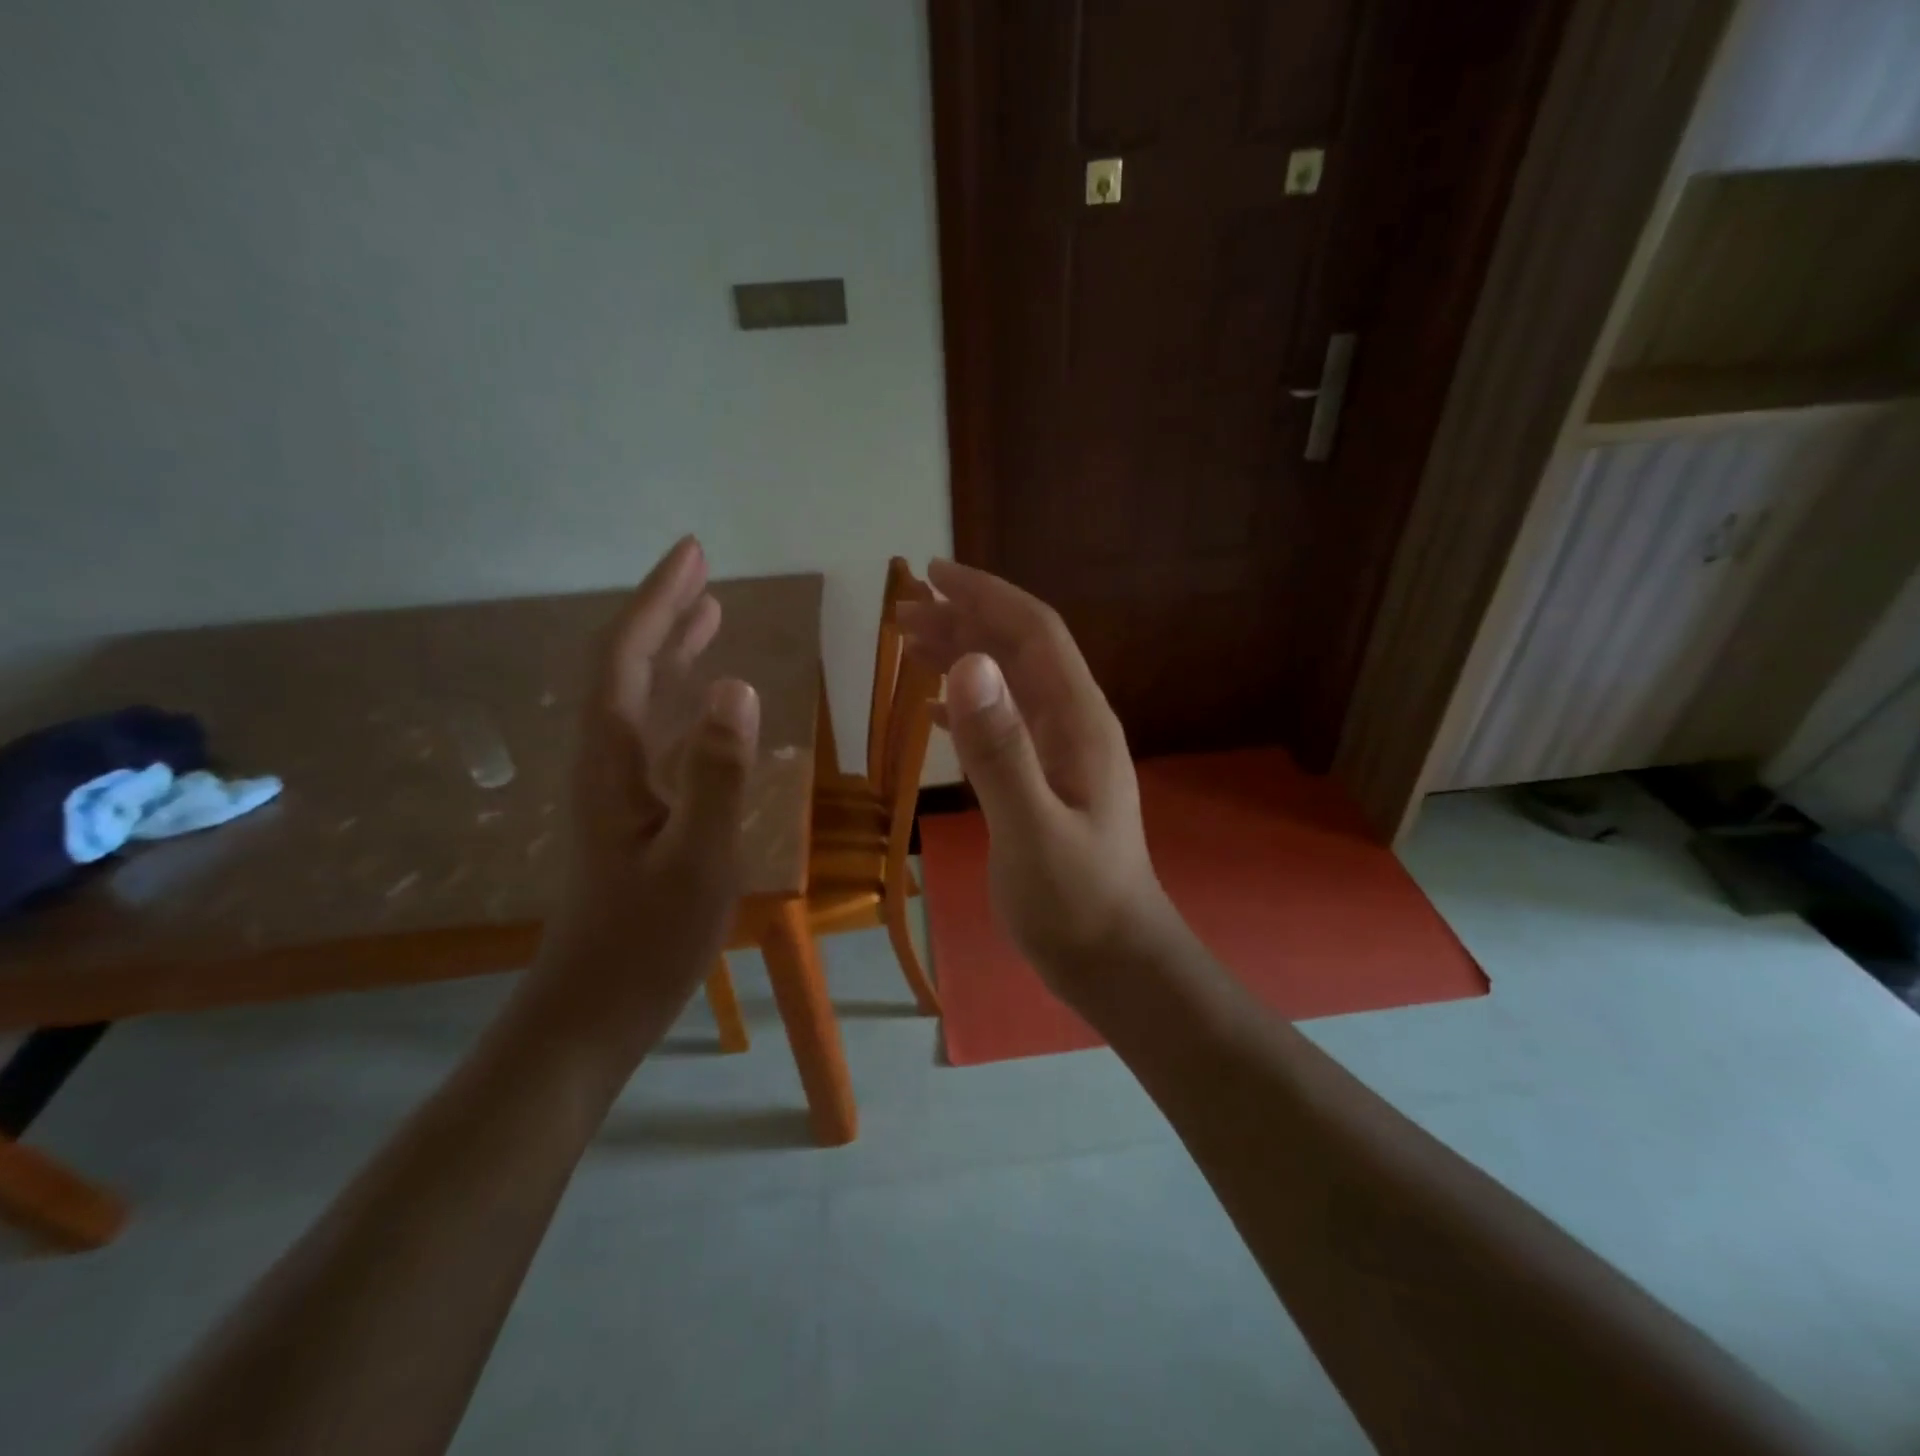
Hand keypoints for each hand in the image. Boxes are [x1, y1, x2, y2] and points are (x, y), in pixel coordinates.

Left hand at [528, 536, 759, 1064]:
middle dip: (663, 613)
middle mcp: (607, 761)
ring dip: (672, 652)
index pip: (629, 658)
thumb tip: (740, 686)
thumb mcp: (699, 858)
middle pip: (627, 667)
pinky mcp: (632, 814)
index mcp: (614, 760)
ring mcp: (618, 789)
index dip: (658, 602)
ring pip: (640, 700)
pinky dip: (681, 701)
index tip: (693, 554)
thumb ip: (719, 774)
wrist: (593, 1009)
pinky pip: (656, 734)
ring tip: (708, 617)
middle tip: (701, 571)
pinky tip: (707, 706)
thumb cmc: (648, 939)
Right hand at [897, 560, 1175, 1008]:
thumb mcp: (1032, 829)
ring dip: (963, 656)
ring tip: (908, 644)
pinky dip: (969, 704)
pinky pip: (1004, 723)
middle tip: (901, 612)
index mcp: (1079, 722)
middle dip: (964, 620)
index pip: (1034, 632)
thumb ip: (1000, 750)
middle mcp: (1074, 724)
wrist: (1115, 961)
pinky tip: (936, 707)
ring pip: (1009, 684)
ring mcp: (1062, 753)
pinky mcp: (1047, 780)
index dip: (985, 596)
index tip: (931, 573)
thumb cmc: (1076, 903)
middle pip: (1019, 650)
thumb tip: (968, 664)